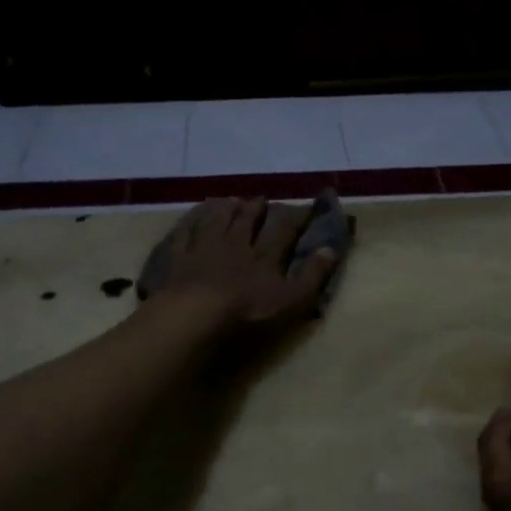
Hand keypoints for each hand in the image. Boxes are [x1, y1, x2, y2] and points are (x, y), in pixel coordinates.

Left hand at [147, 197, 337, 332]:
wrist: (196, 312)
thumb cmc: (248, 310)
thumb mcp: (292, 299)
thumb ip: (313, 275)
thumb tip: (331, 249)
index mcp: (264, 256)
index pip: (284, 231)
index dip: (296, 218)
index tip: (306, 207)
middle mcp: (235, 244)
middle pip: (247, 221)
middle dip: (255, 209)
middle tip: (260, 198)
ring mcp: (204, 249)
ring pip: (216, 222)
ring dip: (225, 210)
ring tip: (230, 200)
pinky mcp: (179, 259)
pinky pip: (184, 236)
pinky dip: (189, 225)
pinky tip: (190, 219)